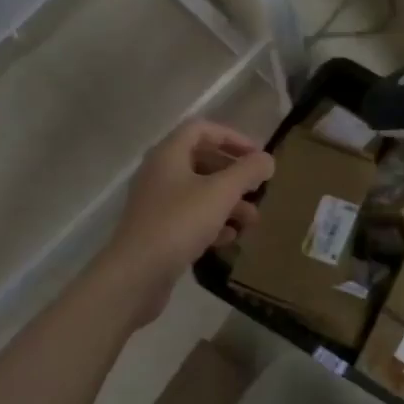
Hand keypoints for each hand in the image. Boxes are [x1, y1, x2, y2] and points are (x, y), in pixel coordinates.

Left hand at [97, 119, 273, 327]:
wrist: (136, 274)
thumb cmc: (179, 223)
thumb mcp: (221, 193)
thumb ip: (247, 171)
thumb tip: (267, 159)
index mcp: (169, 154)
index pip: (202, 129)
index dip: (233, 137)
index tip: (257, 156)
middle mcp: (159, 173)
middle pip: (202, 161)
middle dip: (234, 175)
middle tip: (258, 188)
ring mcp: (156, 203)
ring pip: (199, 192)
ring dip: (228, 202)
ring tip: (252, 220)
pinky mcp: (158, 230)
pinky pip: (190, 217)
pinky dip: (212, 222)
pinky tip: (229, 238)